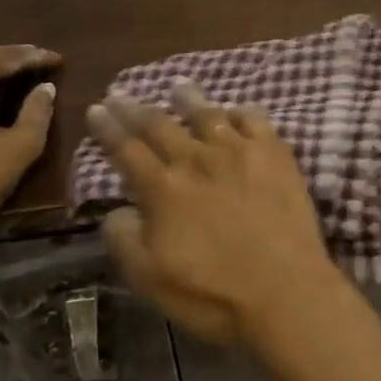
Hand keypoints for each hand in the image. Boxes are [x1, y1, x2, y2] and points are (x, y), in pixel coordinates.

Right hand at [89, 82, 352, 351]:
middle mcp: (198, 159)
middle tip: (122, 92)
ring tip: (179, 86)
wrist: (284, 290)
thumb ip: (125, 239)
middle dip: (136, 107)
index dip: (108, 128)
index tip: (96, 109)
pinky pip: (256, 119)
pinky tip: (237, 110)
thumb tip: (117, 209)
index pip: (127, 149)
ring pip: (209, 114)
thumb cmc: (212, 294)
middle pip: (161, 125)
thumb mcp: (149, 279)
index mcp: (163, 189)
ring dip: (189, 99)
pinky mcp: (276, 154)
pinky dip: (242, 111)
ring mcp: (240, 151)